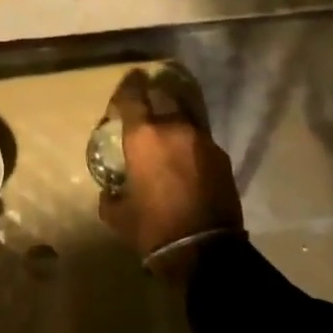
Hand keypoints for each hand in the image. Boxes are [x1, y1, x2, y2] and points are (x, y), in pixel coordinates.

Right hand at [97, 71, 242, 267]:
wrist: (204, 251)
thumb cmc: (153, 228)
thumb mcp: (117, 214)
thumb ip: (110, 194)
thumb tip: (110, 189)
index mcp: (144, 136)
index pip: (132, 95)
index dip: (127, 85)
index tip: (127, 81)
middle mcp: (174, 128)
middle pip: (163, 97)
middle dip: (153, 96)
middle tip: (146, 104)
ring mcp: (202, 140)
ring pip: (185, 116)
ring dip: (174, 119)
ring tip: (167, 131)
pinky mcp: (221, 156)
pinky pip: (200, 139)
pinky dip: (190, 142)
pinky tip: (186, 158)